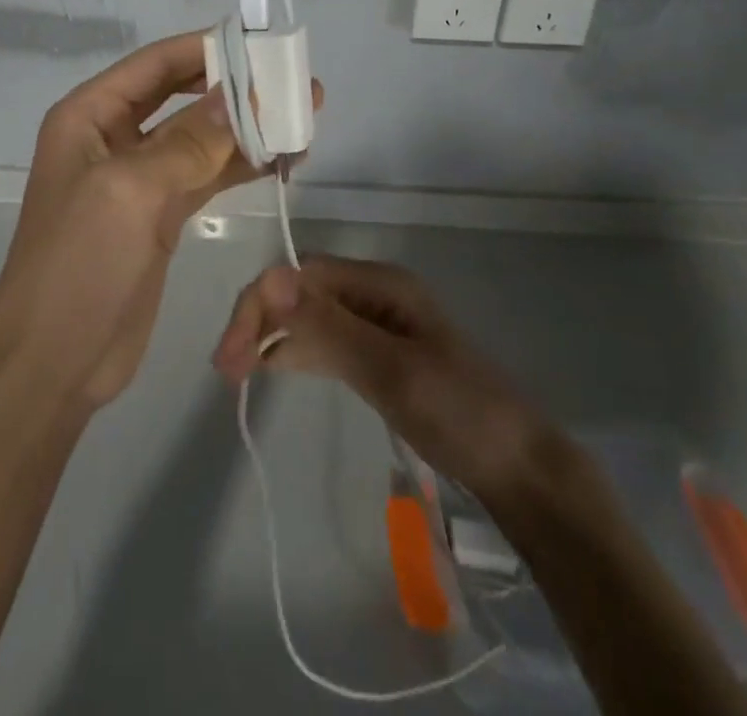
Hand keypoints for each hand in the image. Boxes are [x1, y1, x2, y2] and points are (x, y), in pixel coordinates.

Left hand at [0, 32, 322, 410]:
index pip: (156, 65)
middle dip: (235, 88)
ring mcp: (139, 179)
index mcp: (89, 116)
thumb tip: (242, 92)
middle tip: (294, 83)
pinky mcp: (160, 216)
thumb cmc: (78, 264)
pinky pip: (206, 176)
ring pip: (200, 138)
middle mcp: (113, 138)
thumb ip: (189, 140)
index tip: (262, 45)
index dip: (207, 49)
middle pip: (182, 97)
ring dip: (248, 128)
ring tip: (304, 119)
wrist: (53, 363)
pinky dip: (241, 166)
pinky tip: (282, 160)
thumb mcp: (130, 191)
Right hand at [212, 255, 552, 500]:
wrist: (520, 469)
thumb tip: (269, 279)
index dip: (259, 306)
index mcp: (380, 283)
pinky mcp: (380, 355)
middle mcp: (375, 293)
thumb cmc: (459, 412)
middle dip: (260, 320)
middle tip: (227, 369)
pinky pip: (326, 342)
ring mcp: (379, 325)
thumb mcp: (389, 370)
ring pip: (310, 317)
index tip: (229, 356)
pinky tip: (274, 368)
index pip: (300, 277)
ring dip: (273, 336)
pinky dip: (297, 352)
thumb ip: (328, 327)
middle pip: (301, 293)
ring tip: (238, 371)